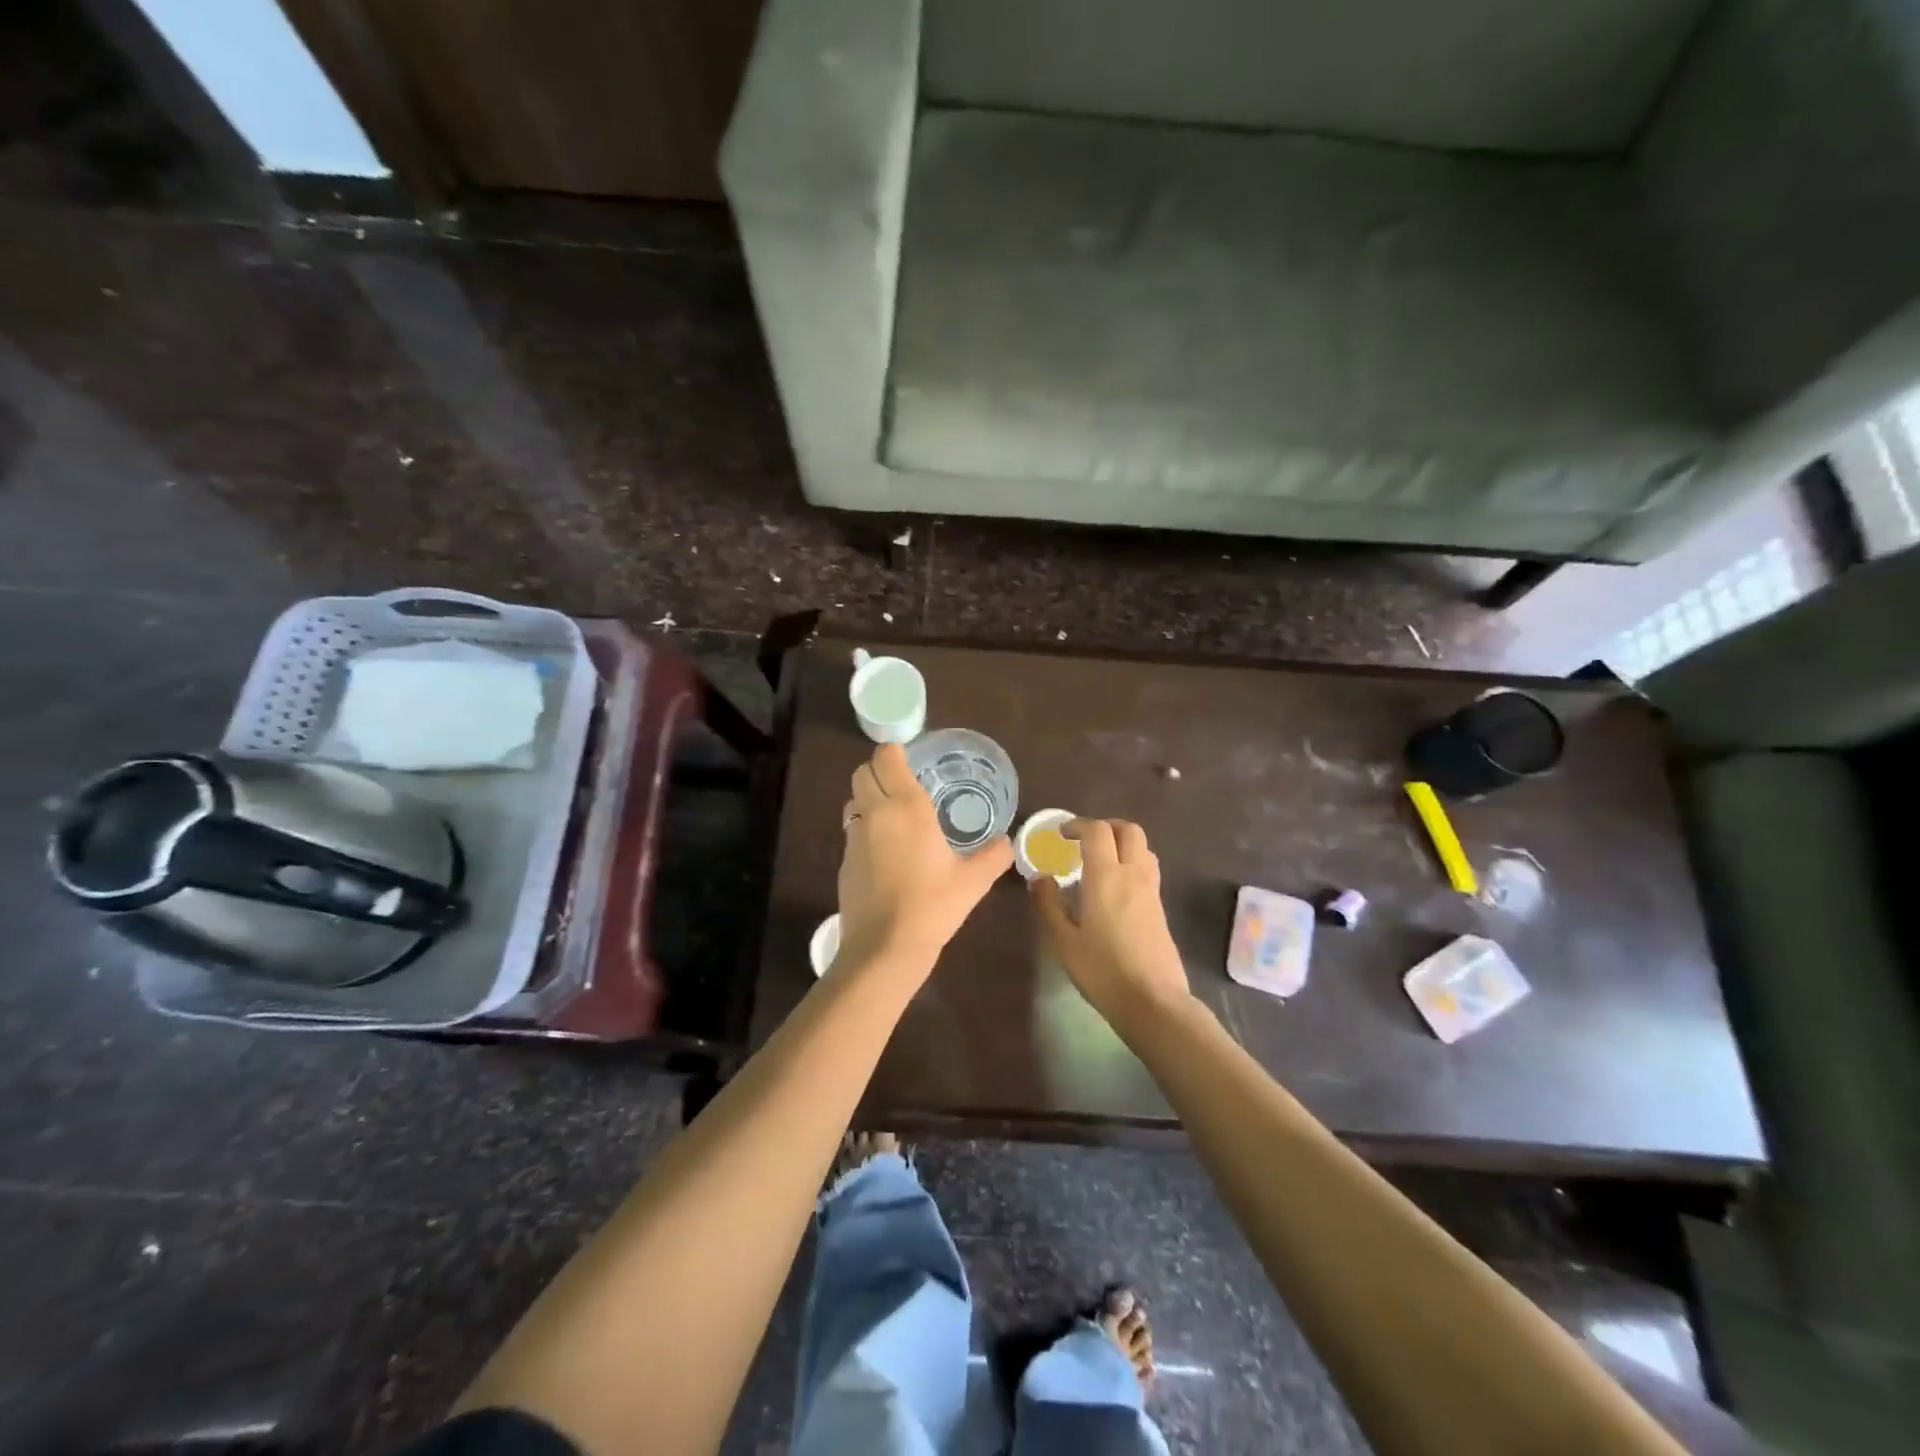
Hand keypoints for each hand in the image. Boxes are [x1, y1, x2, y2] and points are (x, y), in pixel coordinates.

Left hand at [837, 743, 1013, 973]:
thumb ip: (994, 856)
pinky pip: (852, 830)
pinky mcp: (844, 860)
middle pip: (863, 772)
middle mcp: (875, 813)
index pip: (886, 758)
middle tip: (902, 784)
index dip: (894, 752)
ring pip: (853, 800)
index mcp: (907, 808)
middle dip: (879, 771)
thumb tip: (1007, 843)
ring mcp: (854, 837)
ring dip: (869, 798)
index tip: (909, 758)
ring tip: (893, 816)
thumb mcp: (973, 881)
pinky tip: (885, 853)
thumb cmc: (933, 906)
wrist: (885, 947)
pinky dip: (865, 829)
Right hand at [1031, 818, 1190, 1021]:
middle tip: (1084, 840)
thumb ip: (1048, 905)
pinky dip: (1131, 863)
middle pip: (1129, 830)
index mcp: (1106, 876)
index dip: (1078, 825)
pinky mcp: (1160, 907)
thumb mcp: (1063, 941)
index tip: (1061, 834)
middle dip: (1106, 826)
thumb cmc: (1102, 971)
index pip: (1097, 831)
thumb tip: (1039, 878)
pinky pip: (1147, 869)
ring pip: (1143, 848)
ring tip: (1100, 861)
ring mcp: (1151, 890)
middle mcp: (1133, 874)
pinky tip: (1113, 888)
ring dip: (1122, 843)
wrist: (1153, 1001)